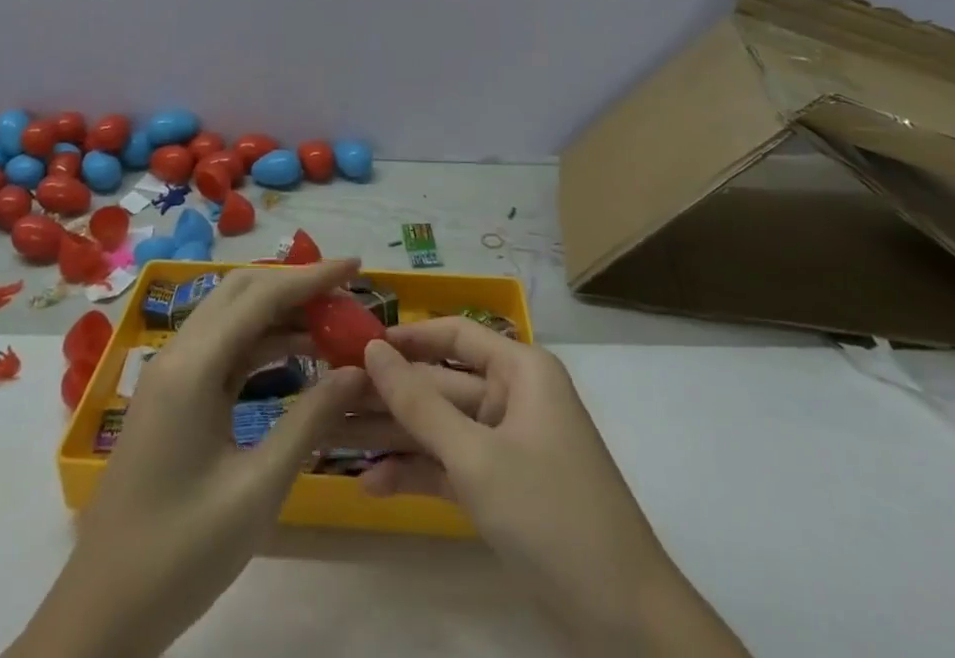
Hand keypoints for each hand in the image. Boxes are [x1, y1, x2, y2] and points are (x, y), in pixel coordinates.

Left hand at [12, 259, 368, 657]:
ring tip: (331, 323)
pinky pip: (222, 347)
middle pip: (242, 292)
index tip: (357, 265)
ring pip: (231, 316)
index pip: (261, 296)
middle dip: (295, 285)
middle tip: (346, 293)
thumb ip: (310, 420)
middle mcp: (177, 354)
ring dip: (279, 311)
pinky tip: (295, 355)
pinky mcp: (172, 396)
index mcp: (193, 367)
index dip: (312, 276)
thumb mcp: (257, 490)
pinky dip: (261, 340)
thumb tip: (359, 370)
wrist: (101, 615)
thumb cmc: (181, 553)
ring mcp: (170, 374)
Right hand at [361, 321, 749, 656]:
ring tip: (337, 439)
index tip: (355, 345)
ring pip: (441, 427)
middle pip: (441, 383)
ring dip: (395, 436)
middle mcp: (514, 397)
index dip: (406, 337)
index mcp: (520, 370)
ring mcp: (508, 445)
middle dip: (390, 394)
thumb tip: (373, 350)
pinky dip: (417, 473)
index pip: (454, 335)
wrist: (623, 619)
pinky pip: (452, 466)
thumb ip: (419, 403)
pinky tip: (373, 484)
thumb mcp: (476, 457)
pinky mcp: (503, 488)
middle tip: (331, 397)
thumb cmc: (550, 513)